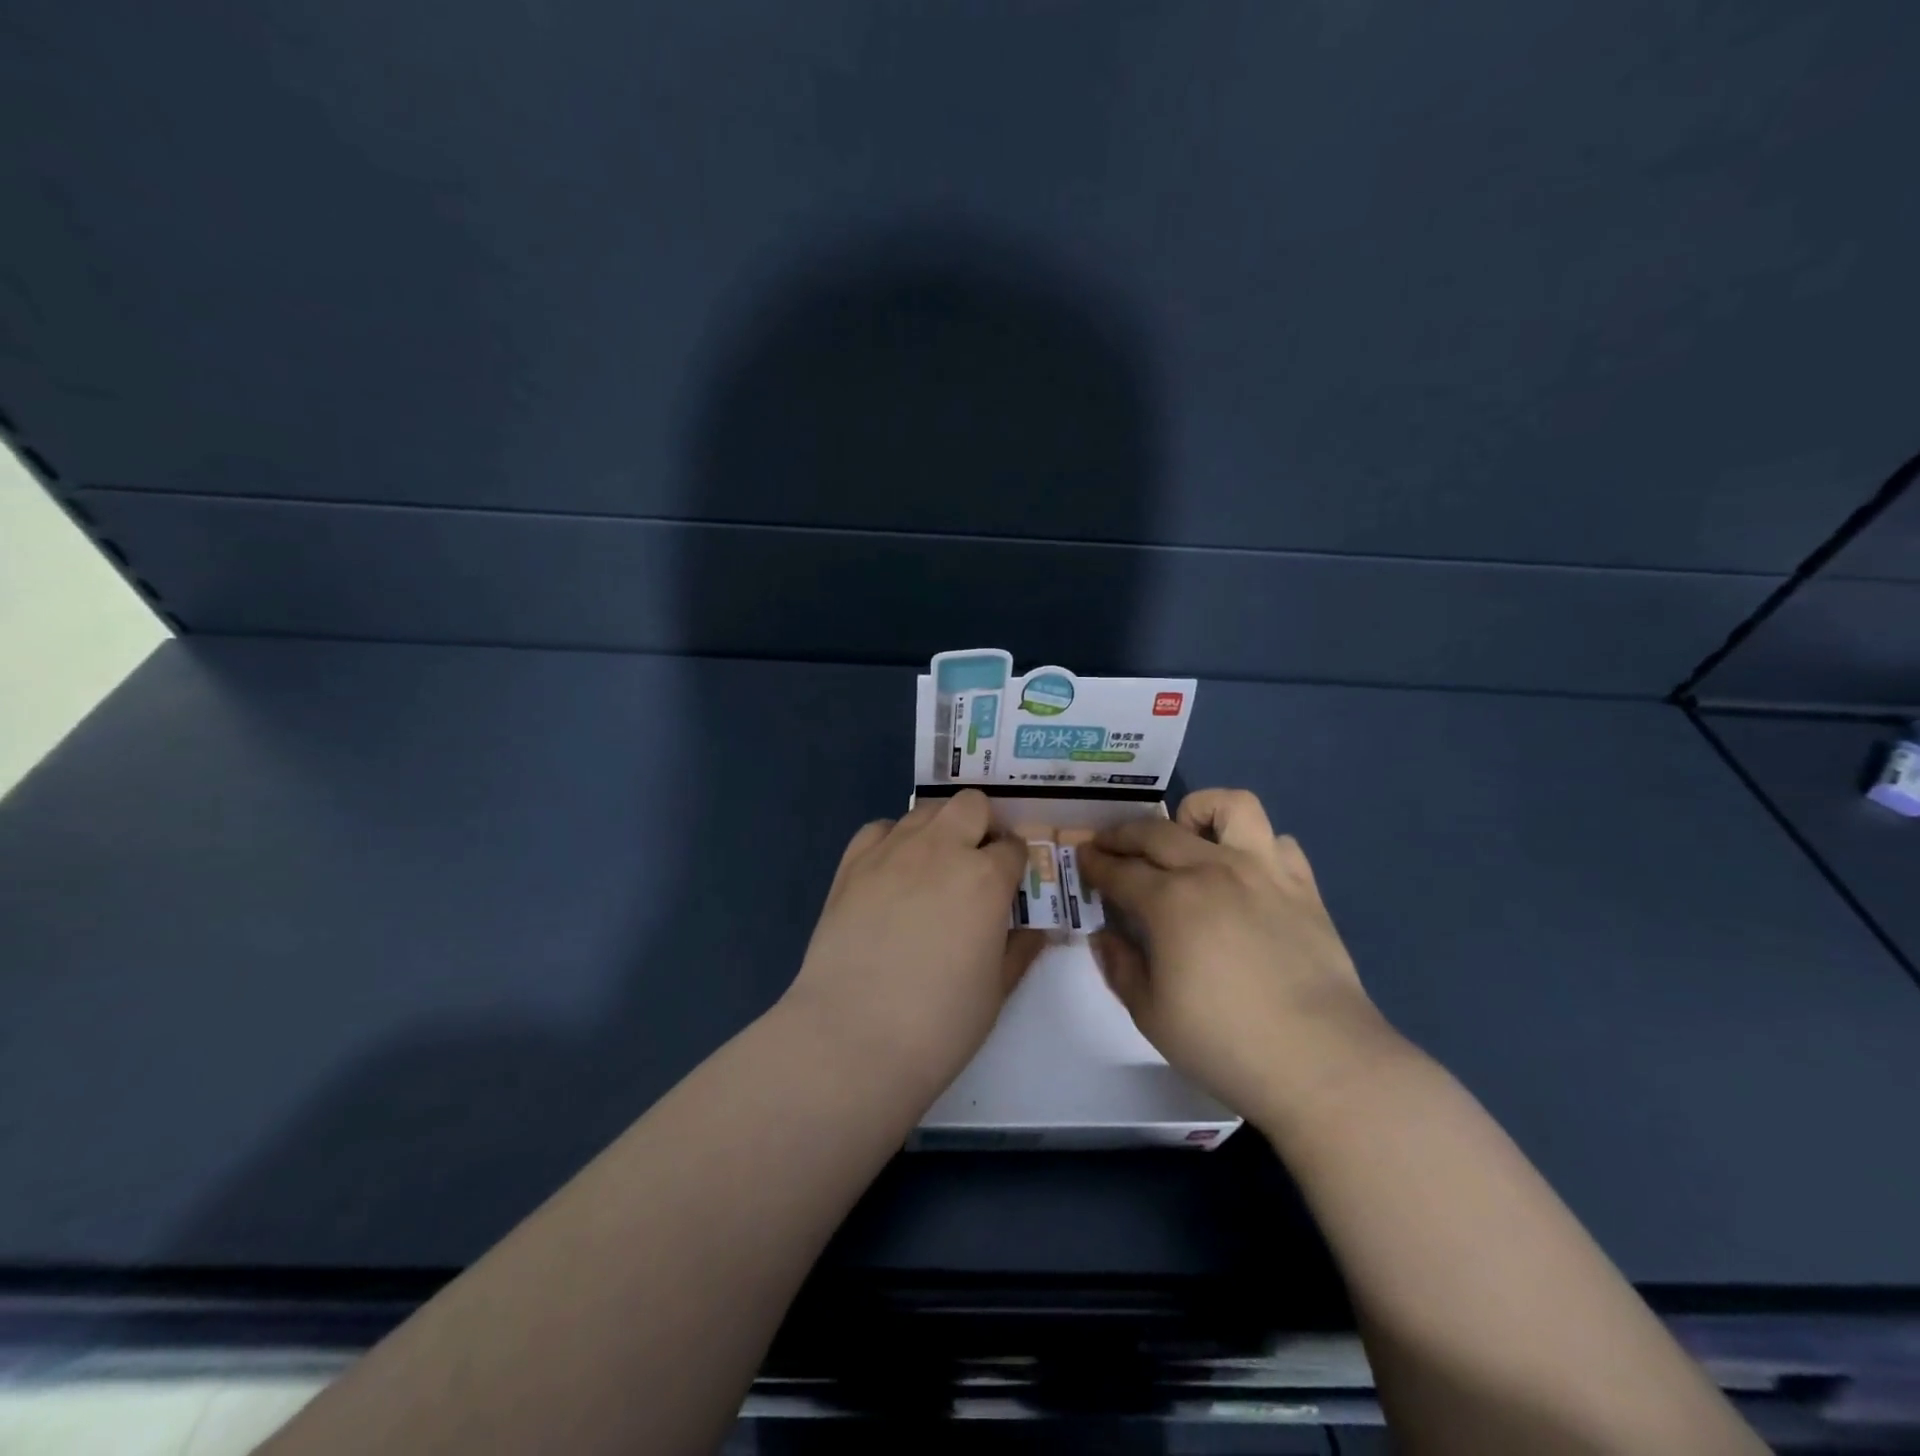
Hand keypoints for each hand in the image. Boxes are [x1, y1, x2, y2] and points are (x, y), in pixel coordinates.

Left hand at [781, 789, 1045, 1106]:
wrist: (853, 1037)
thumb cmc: (939, 1023)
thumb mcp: (998, 989)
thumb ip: (1020, 947)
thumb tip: (1034, 926)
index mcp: (986, 878)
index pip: (1014, 846)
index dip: (1016, 864)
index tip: (1010, 886)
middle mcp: (941, 849)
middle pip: (972, 805)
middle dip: (982, 826)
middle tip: (976, 865)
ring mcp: (892, 851)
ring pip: (926, 811)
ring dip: (940, 830)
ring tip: (933, 869)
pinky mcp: (852, 864)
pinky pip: (880, 828)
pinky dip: (894, 841)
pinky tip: (892, 872)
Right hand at [1078, 788, 1392, 1122]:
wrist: (1322, 1062)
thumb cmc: (1225, 1042)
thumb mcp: (1151, 1015)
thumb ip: (1120, 967)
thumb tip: (1104, 936)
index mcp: (1171, 901)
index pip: (1120, 870)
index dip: (1095, 863)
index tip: (1083, 859)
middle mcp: (1213, 870)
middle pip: (1158, 831)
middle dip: (1123, 833)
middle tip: (1110, 845)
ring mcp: (1264, 872)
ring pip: (1231, 807)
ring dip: (1199, 812)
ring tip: (1187, 836)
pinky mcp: (1303, 887)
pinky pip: (1278, 841)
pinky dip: (1255, 846)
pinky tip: (1245, 872)